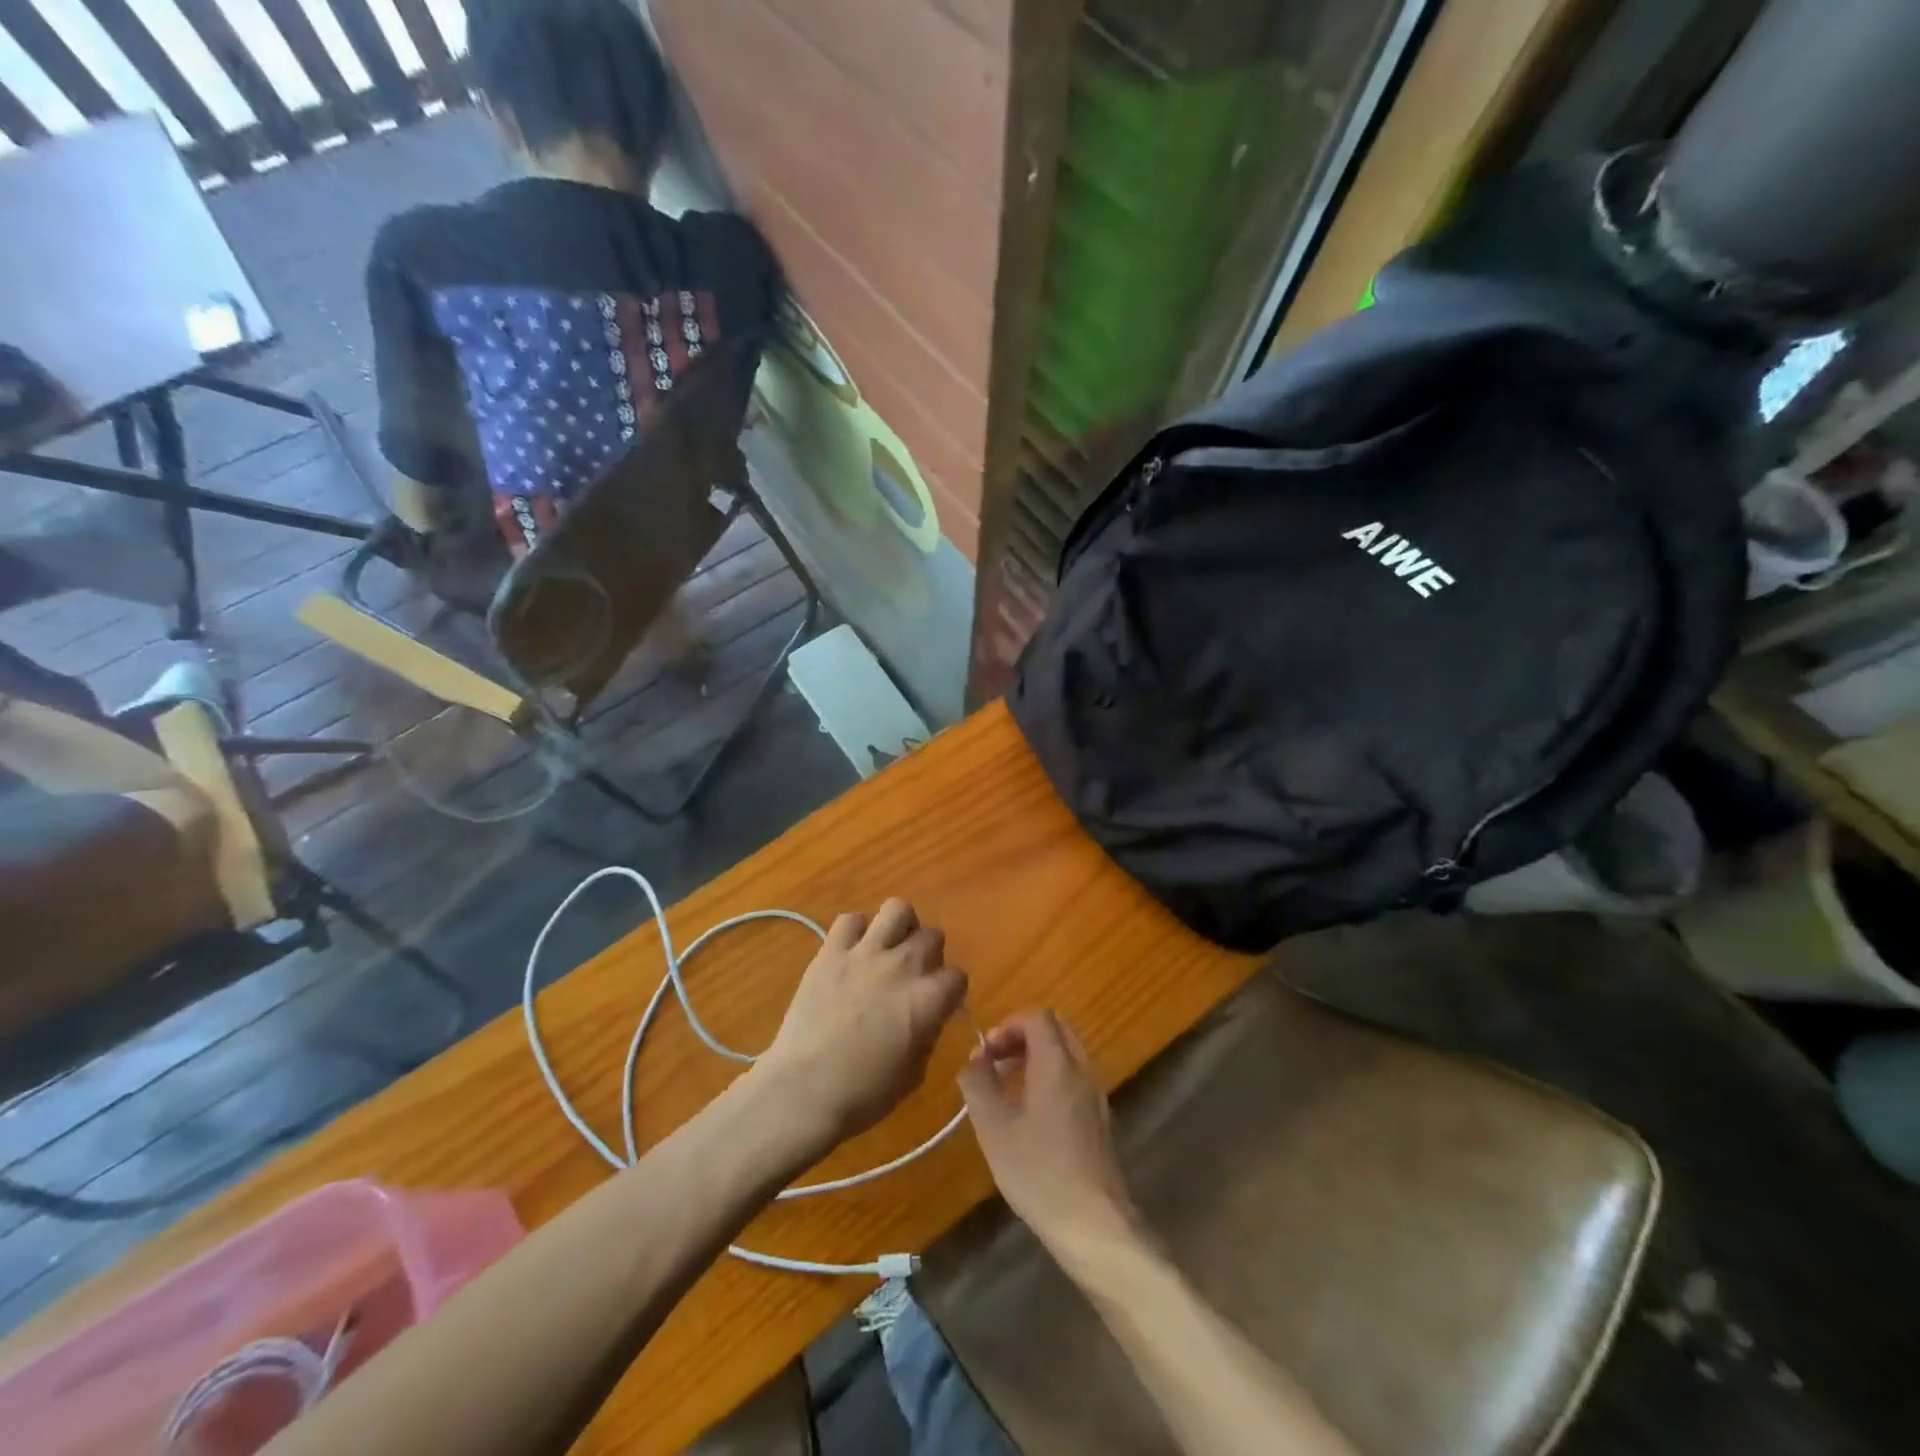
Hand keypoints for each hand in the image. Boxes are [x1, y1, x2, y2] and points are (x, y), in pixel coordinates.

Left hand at [756, 899, 967, 1149]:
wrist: (803, 1091)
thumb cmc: (863, 1095)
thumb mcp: (913, 1075)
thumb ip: (926, 1035)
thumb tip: (925, 1018)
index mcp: (928, 1000)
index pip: (957, 976)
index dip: (949, 992)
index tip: (937, 1005)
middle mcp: (902, 966)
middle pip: (932, 936)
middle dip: (929, 955)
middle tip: (913, 977)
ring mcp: (864, 954)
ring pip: (897, 909)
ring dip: (900, 927)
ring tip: (889, 948)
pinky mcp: (830, 952)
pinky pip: (850, 920)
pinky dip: (856, 932)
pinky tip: (852, 953)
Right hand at [958, 1011, 1142, 1264]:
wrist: (1094, 1224)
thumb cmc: (1039, 1171)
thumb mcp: (993, 1126)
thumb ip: (978, 1083)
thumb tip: (974, 1060)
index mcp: (1057, 1063)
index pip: (1037, 1017)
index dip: (1007, 1025)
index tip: (985, 1052)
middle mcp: (1082, 1070)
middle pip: (1054, 1030)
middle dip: (1020, 1037)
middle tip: (994, 1063)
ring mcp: (1095, 1095)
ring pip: (1065, 1055)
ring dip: (1034, 1058)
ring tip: (1006, 1088)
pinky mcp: (1099, 1120)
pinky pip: (1072, 1079)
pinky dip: (1049, 1079)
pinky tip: (1029, 1116)